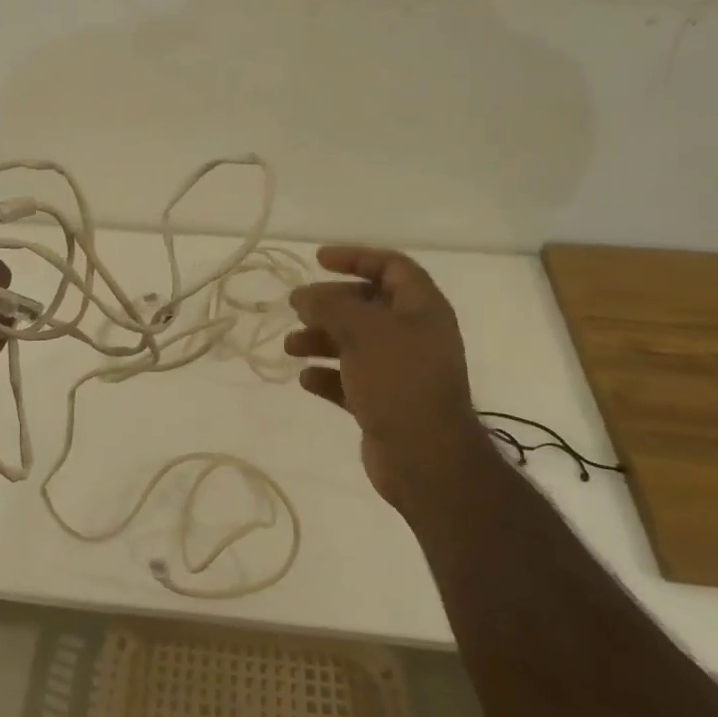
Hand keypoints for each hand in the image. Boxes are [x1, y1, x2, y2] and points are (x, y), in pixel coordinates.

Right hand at [285, 247, 484, 510]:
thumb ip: (329, 305)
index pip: (391, 267)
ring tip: (291, 347)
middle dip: (329, 304)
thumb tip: (303, 295)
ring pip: (355, 343)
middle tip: (297, 307)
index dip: (356, 257)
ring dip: (321, 340)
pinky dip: (328, 376)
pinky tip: (306, 380)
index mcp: (421, 309)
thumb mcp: (362, 331)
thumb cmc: (398, 381)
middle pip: (368, 305)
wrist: (426, 459)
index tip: (318, 260)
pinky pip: (351, 379)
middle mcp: (414, 335)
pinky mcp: (385, 402)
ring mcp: (400, 371)